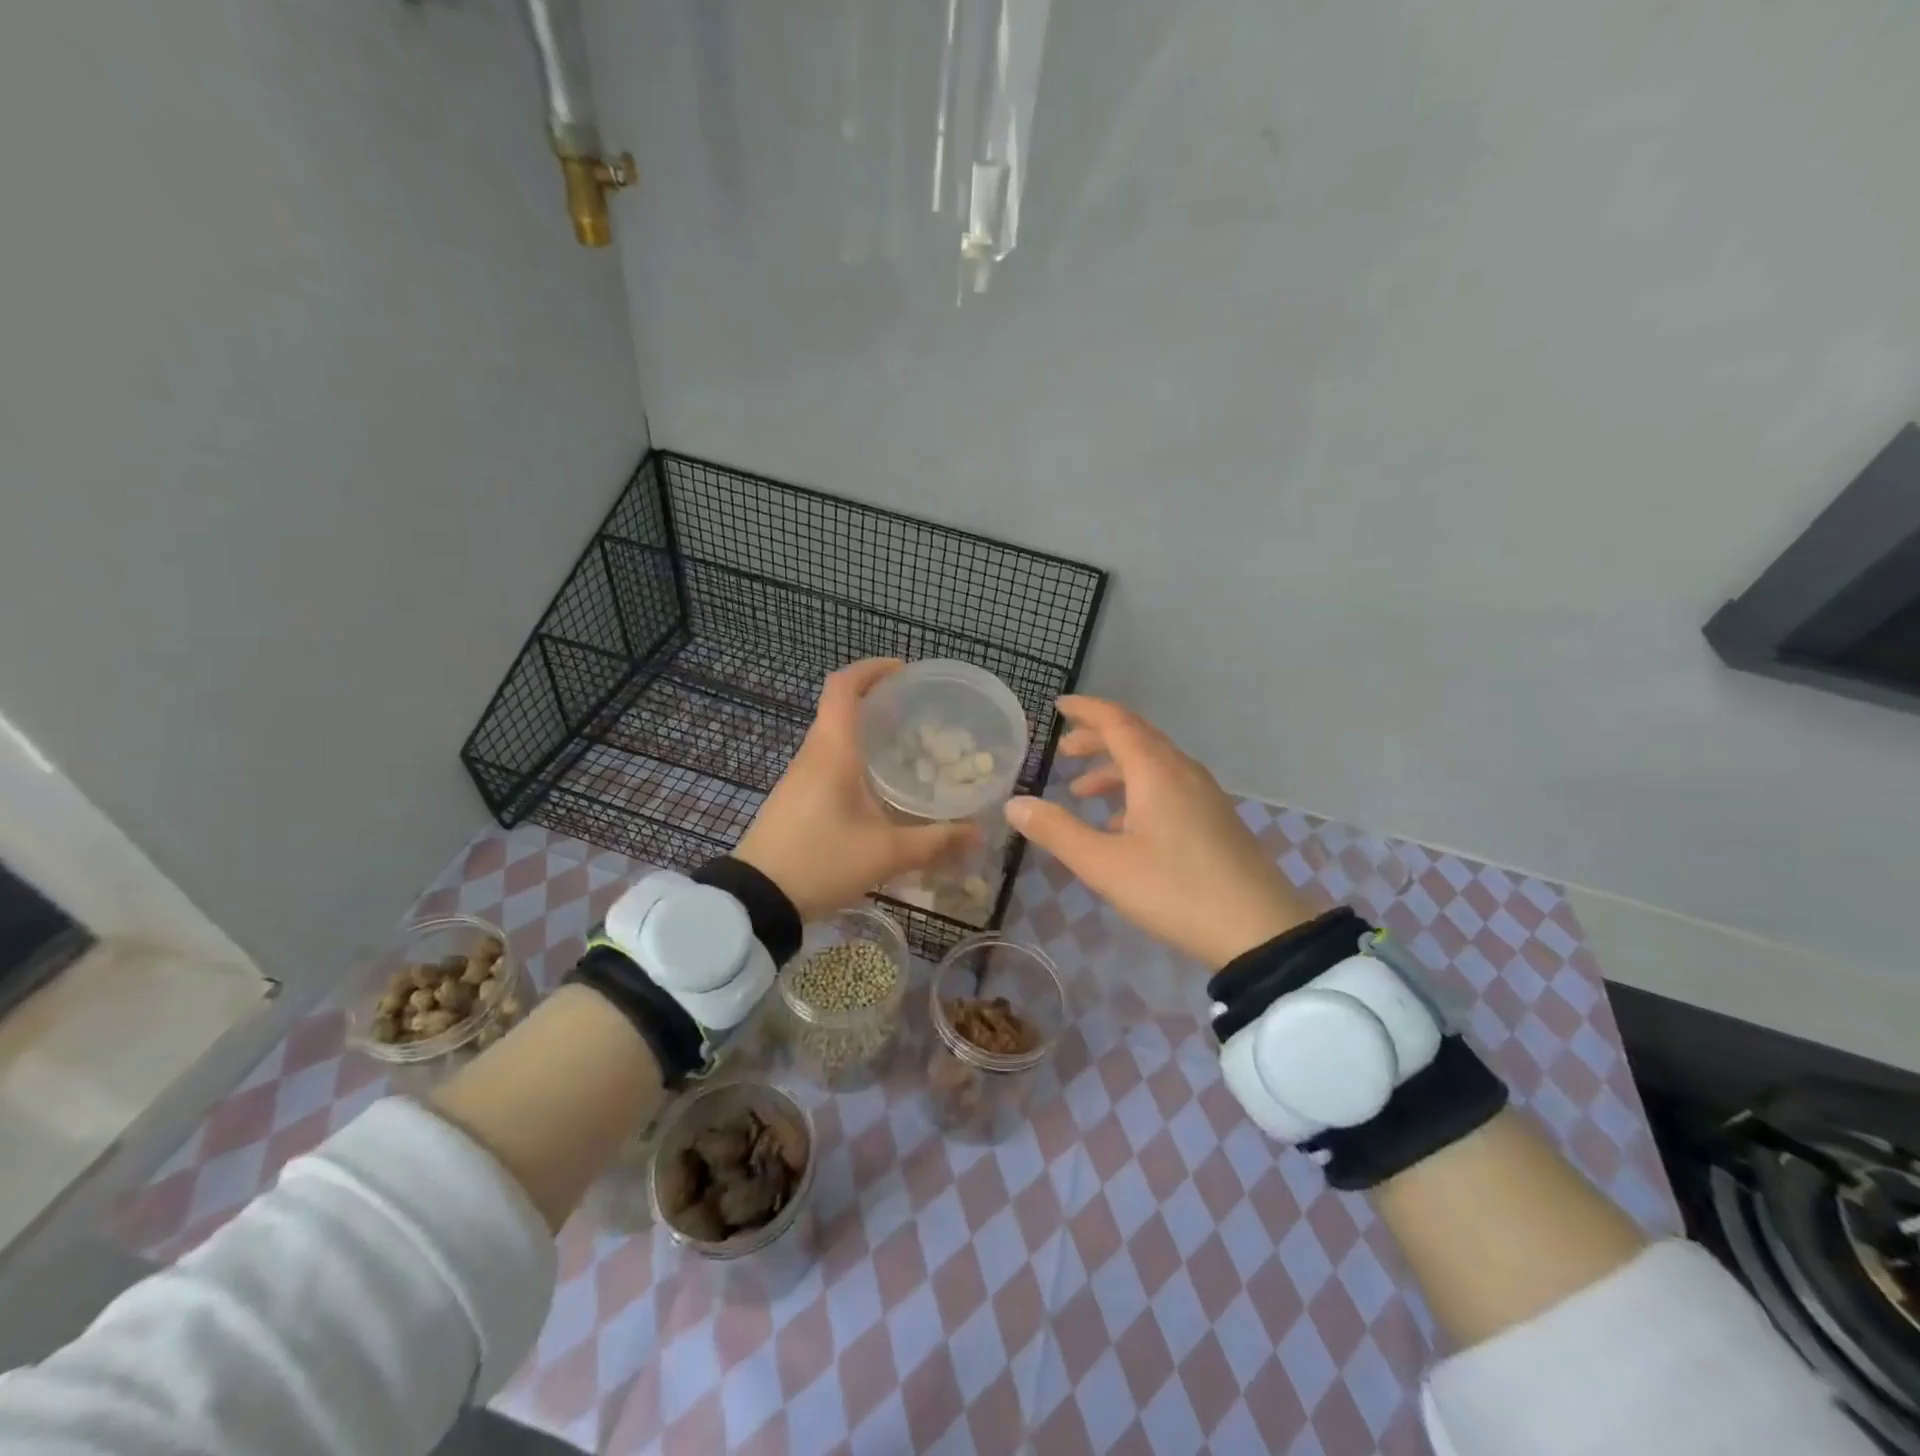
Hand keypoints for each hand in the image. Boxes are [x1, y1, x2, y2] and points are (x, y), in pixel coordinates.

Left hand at [735, 659, 978, 921]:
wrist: (756, 899)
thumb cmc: (821, 861)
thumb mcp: (886, 854)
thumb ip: (935, 841)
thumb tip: (978, 832)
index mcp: (832, 751)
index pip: (843, 686)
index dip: (871, 669)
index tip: (903, 671)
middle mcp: (813, 754)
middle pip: (839, 707)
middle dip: (875, 699)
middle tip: (915, 711)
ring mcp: (798, 776)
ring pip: (832, 735)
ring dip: (863, 729)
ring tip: (903, 745)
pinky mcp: (794, 797)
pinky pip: (826, 760)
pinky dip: (852, 755)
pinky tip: (876, 784)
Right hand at [1005, 695, 1312, 966]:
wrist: (1259, 931)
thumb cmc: (1174, 890)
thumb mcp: (1104, 864)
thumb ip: (1057, 831)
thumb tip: (1015, 804)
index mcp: (1156, 771)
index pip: (1116, 721)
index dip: (1086, 710)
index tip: (1059, 706)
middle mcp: (1182, 772)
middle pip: (1136, 738)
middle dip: (1097, 740)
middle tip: (1064, 753)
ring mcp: (1205, 795)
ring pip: (1153, 765)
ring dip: (1116, 769)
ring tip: (1084, 791)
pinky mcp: (1216, 819)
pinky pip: (1169, 787)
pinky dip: (1138, 792)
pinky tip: (1122, 826)